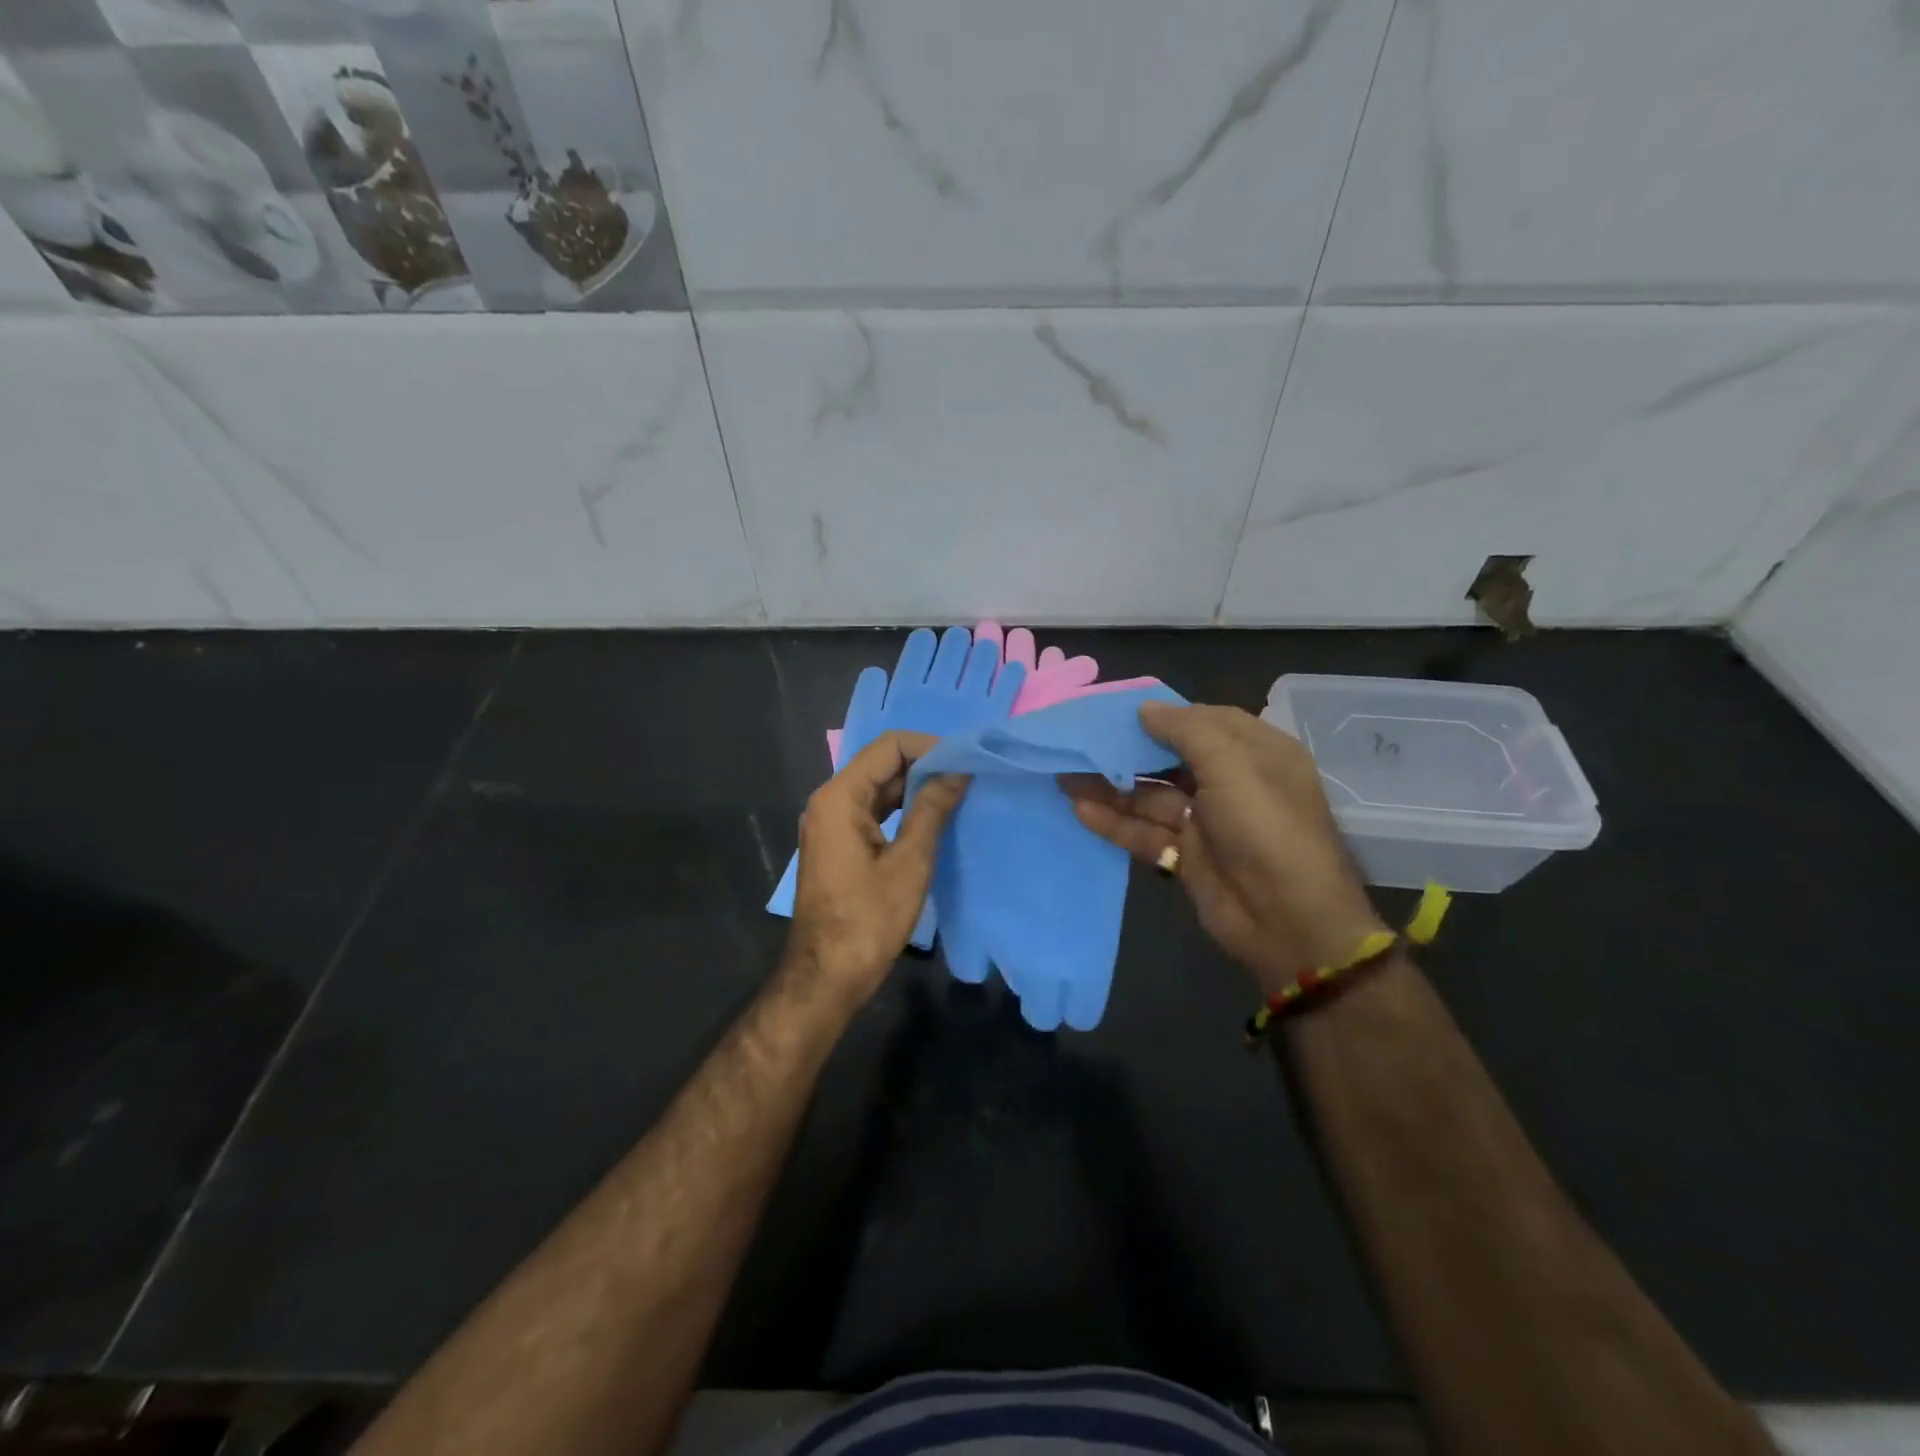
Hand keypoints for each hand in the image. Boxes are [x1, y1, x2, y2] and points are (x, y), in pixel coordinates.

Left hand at [786, 730, 967, 1008]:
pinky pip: (872, 811)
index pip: (888, 747)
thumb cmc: (868, 920)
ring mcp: (831, 823)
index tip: (964, 762)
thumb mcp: (909, 862)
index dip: (929, 747)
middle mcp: (829, 801)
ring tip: (958, 795)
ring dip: (915, 788)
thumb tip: (957, 771)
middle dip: (925, 766)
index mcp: (840, 797)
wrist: (827, 976)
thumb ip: (932, 810)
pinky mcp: (838, 844)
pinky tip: (932, 818)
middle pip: (881, 764)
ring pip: (878, 788)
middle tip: (969, 778)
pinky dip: (901, 809)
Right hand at [1066, 702, 1386, 988]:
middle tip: (1079, 740)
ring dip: (1111, 786)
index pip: (1205, 721)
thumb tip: (1144, 709)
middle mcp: (1231, 782)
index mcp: (1256, 753)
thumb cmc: (1265, 828)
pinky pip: (1144, 831)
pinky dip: (1114, 821)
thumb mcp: (1232, 766)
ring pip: (1150, 796)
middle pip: (1170, 758)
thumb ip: (1186, 731)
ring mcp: (1206, 822)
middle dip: (1127, 750)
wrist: (1289, 921)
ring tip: (1064, 773)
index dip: (1163, 714)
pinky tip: (1079, 809)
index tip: (1117, 709)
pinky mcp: (1185, 856)